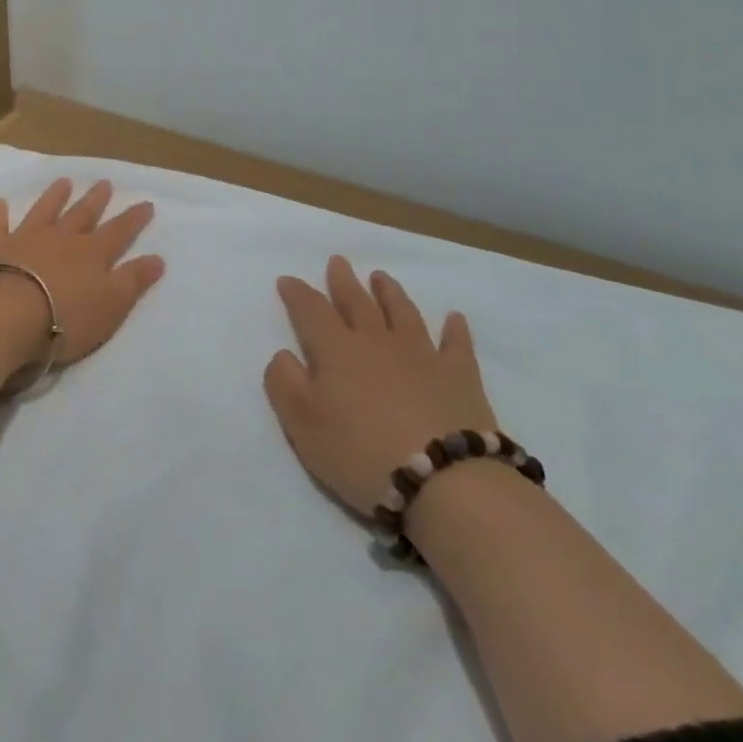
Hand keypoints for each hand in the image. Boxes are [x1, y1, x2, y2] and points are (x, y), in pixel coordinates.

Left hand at [0, 178, 164, 366]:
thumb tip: (158, 258)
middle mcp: (62, 238)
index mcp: (92, 253)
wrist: (6, 315)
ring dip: (55, 196)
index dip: (134, 219)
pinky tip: (0, 202)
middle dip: (96, 200)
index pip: (119, 232)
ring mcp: (26, 238)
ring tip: (64, 182)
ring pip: (44, 211)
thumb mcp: (111, 305)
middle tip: (104, 182)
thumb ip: (133, 280)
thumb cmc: (65, 317)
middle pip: (82, 214)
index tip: (146, 203)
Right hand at [263, 255, 497, 515]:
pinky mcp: (460, 377)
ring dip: (390, 293)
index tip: (287, 280)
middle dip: (344, 282)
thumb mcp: (303, 425)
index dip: (298, 294)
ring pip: (403, 313)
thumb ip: (285, 384)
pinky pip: (456, 345)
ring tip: (381, 277)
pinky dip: (454, 329)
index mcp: (337, 351)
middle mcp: (377, 342)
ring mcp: (422, 355)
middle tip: (338, 261)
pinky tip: (454, 318)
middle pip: (358, 303)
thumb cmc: (361, 453)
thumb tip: (283, 354)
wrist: (443, 479)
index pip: (312, 311)